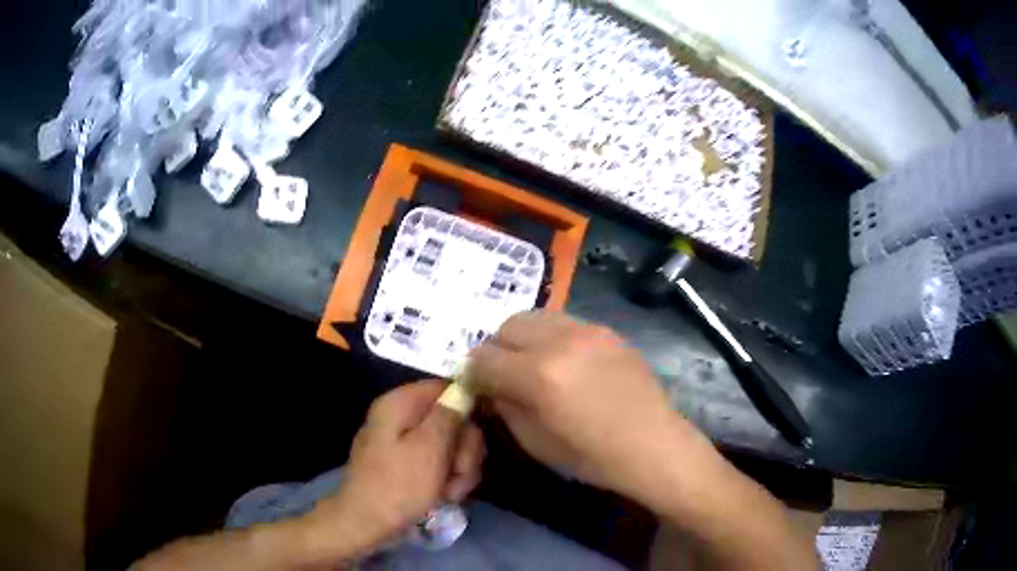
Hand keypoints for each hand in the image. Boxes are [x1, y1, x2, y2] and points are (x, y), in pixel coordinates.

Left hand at [304, 380, 484, 558]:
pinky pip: (440, 464)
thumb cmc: (398, 485)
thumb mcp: (430, 448)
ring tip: (449, 492)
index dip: (467, 410)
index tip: (473, 438)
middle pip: (453, 420)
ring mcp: (404, 443)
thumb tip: (464, 389)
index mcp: (400, 404)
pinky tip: (443, 497)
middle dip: (463, 451)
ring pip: (451, 446)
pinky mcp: (408, 465)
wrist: (366, 525)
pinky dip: (447, 481)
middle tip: (457, 473)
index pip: (447, 388)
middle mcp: (402, 417)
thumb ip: (450, 415)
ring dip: (459, 471)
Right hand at [471, 311, 706, 502]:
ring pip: (534, 317)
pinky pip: (563, 322)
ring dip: (522, 338)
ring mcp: (587, 330)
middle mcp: (559, 341)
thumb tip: (488, 384)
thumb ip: (504, 405)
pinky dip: (550, 336)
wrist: (653, 445)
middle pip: (506, 327)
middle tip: (504, 373)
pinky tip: (564, 361)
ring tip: (532, 363)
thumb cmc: (593, 457)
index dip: (474, 373)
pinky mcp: (606, 329)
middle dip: (496, 350)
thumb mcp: (535, 442)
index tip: (478, 386)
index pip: (483, 357)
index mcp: (539, 375)